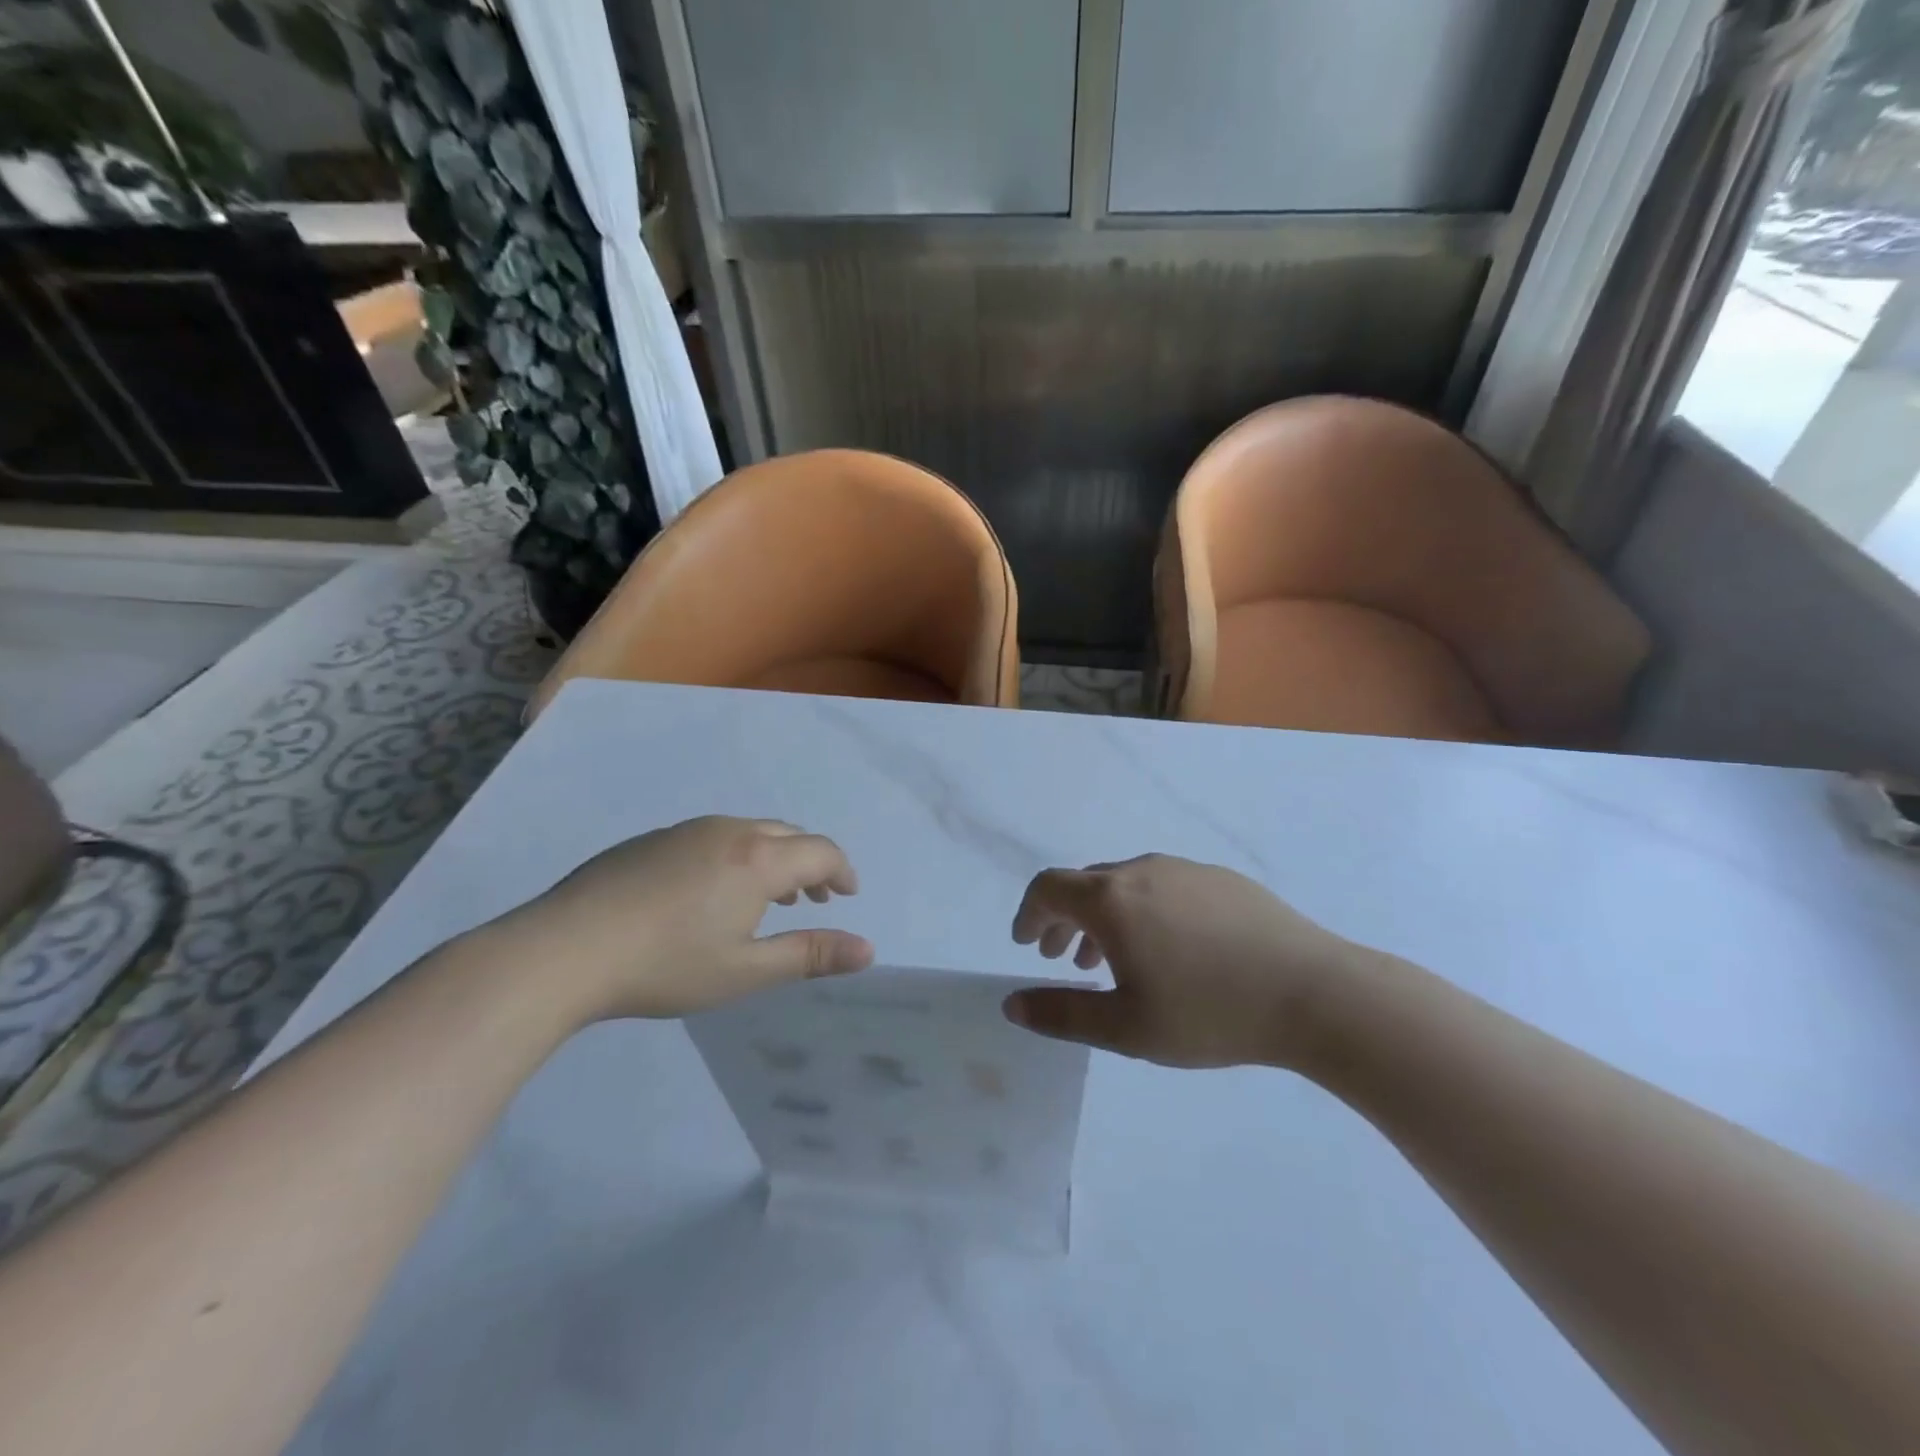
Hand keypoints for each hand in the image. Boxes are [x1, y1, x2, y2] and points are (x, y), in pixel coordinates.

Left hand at [489, 816, 873, 1022]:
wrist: (564, 950)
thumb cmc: (666, 965)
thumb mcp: (746, 971)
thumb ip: (810, 955)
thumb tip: (867, 949)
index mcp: (758, 859)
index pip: (820, 851)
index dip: (841, 871)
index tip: (847, 895)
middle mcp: (729, 831)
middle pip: (788, 835)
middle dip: (810, 863)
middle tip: (814, 899)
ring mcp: (687, 830)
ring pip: (749, 832)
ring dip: (773, 858)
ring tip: (769, 898)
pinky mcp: (653, 839)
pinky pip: (714, 837)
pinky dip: (736, 856)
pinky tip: (712, 893)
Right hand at [1004, 854, 1374, 1068]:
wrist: (1315, 993)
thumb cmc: (1209, 1012)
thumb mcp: (1124, 1027)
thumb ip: (1060, 1014)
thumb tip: (1012, 1003)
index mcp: (1111, 899)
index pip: (1048, 888)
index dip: (1028, 913)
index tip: (1025, 942)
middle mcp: (1142, 870)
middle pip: (1085, 884)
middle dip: (1064, 919)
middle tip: (1062, 958)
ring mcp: (1186, 870)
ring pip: (1126, 885)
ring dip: (1104, 917)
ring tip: (1111, 960)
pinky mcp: (1222, 880)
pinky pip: (1164, 886)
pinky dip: (1144, 911)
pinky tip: (1170, 950)